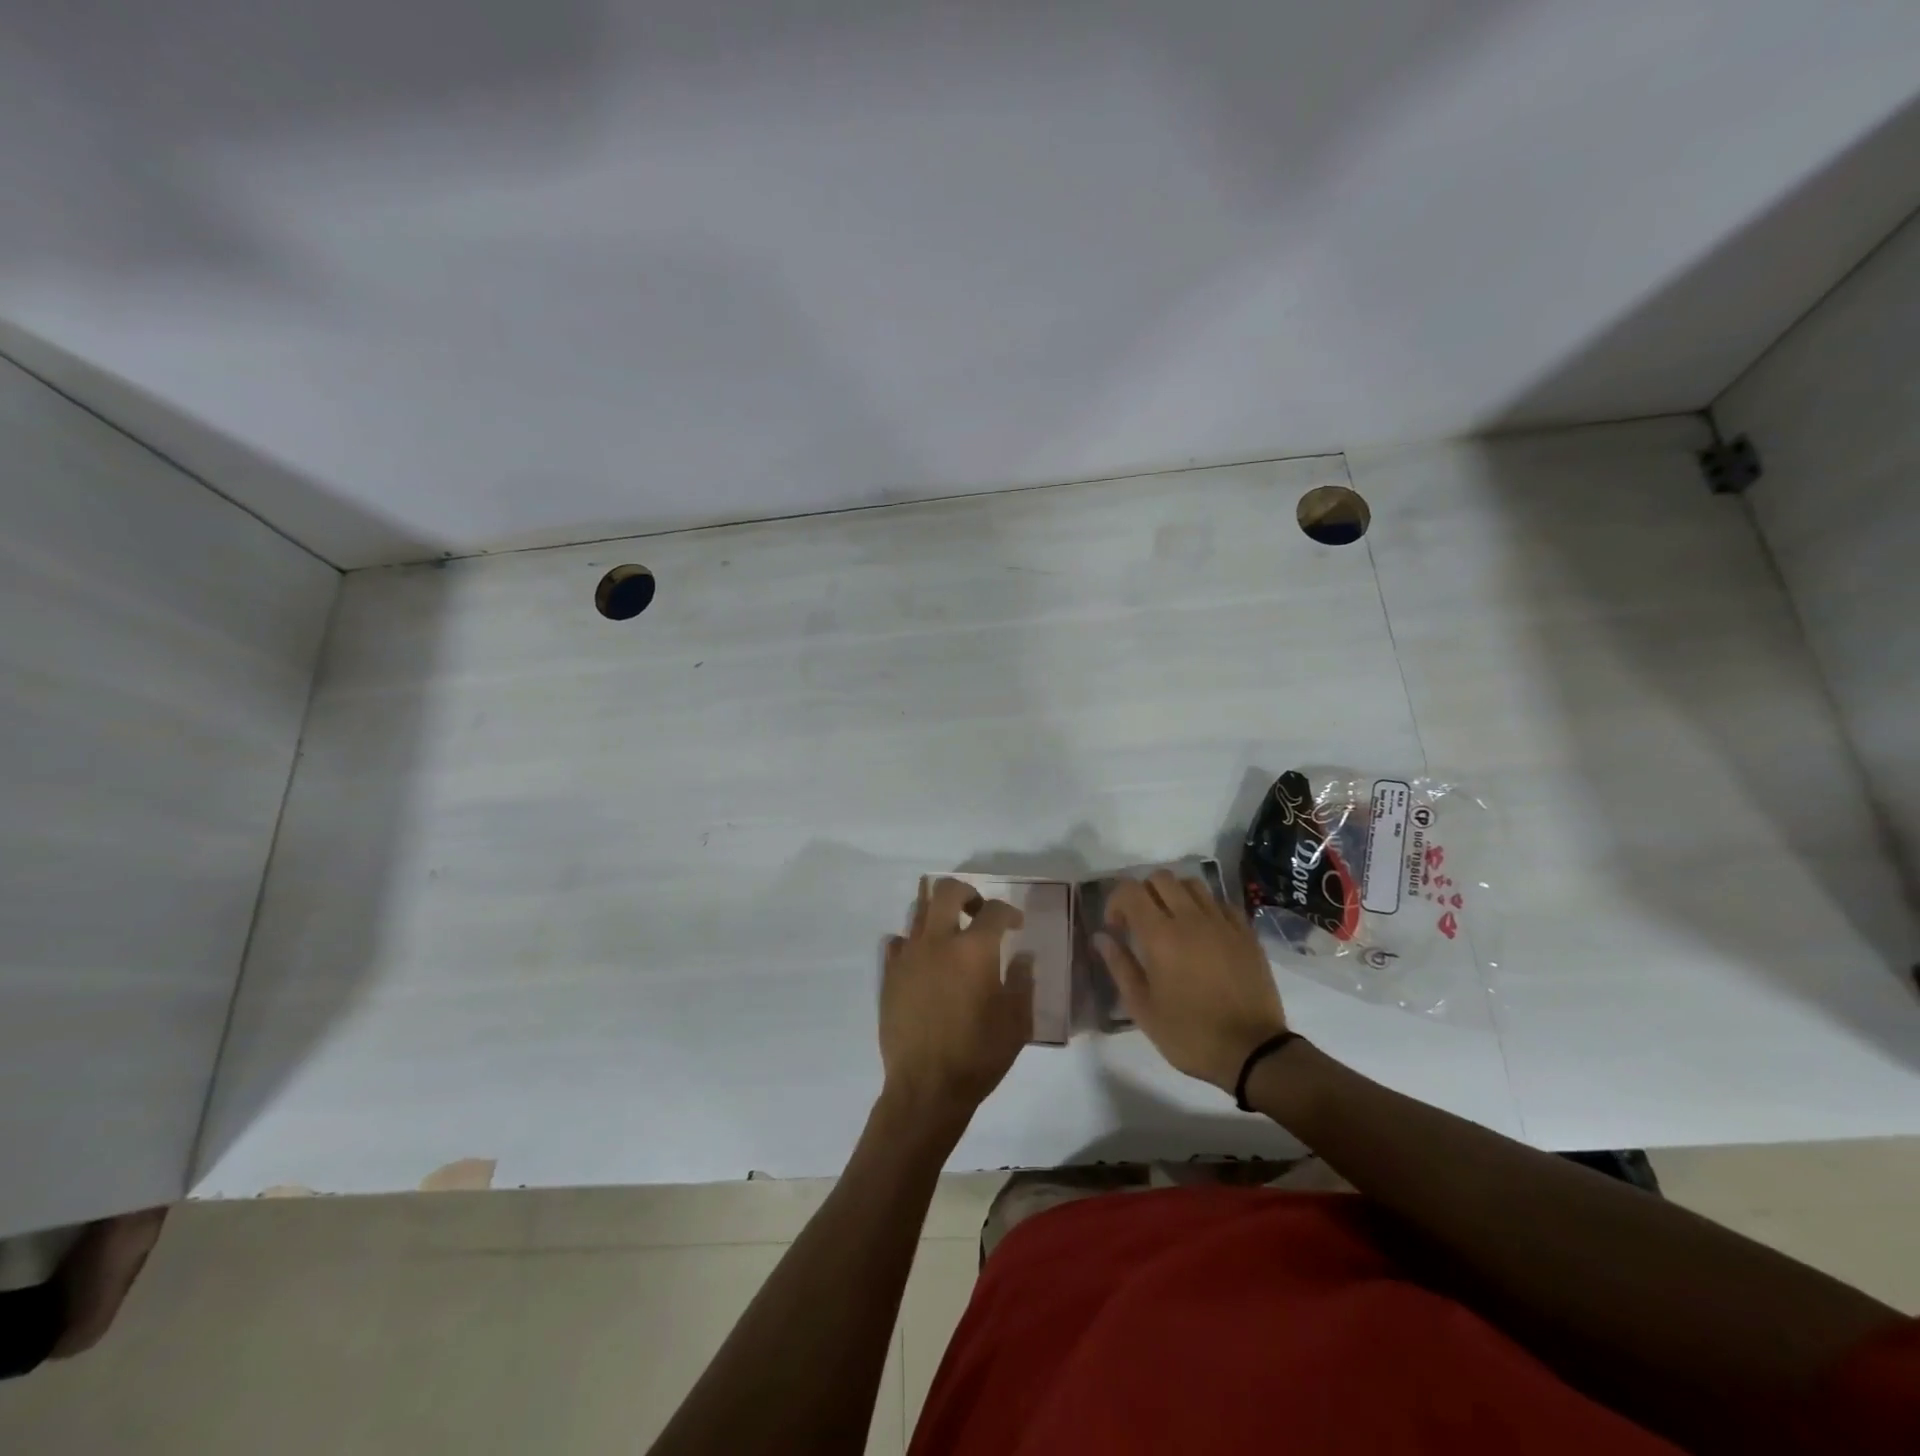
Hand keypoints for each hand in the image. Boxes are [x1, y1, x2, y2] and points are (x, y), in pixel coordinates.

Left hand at [880, 878, 1033, 1125]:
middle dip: (967, 893)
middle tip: (978, 912)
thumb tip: (1023, 957)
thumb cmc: (978, 1055)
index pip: (994, 910)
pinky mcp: (889, 974)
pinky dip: (914, 942)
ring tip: (951, 934)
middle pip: (946, 890)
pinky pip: (899, 942)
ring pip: (918, 910)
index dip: (1009, 912)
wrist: (926, 1088)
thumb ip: (1023, 981)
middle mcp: (937, 941)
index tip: (1015, 925)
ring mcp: (908, 955)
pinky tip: (926, 961)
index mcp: (973, 950)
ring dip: (938, 913)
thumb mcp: (1017, 1022)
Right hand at [1096, 870, 1285, 1092]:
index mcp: (1160, 936)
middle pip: (1161, 878)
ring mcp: (1222, 923)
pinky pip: (1221, 902)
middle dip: (1143, 893)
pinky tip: (1203, 932)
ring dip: (1175, 895)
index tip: (1117, 928)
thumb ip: (1119, 966)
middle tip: (1142, 922)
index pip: (1130, 890)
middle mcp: (1191, 918)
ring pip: (1192, 884)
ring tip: (1173, 922)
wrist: (1252, 1052)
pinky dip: (1205, 908)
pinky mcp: (1246, 933)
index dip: (1115, 902)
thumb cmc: (1189, 1034)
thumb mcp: (1142, 1008)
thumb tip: (1101, 937)